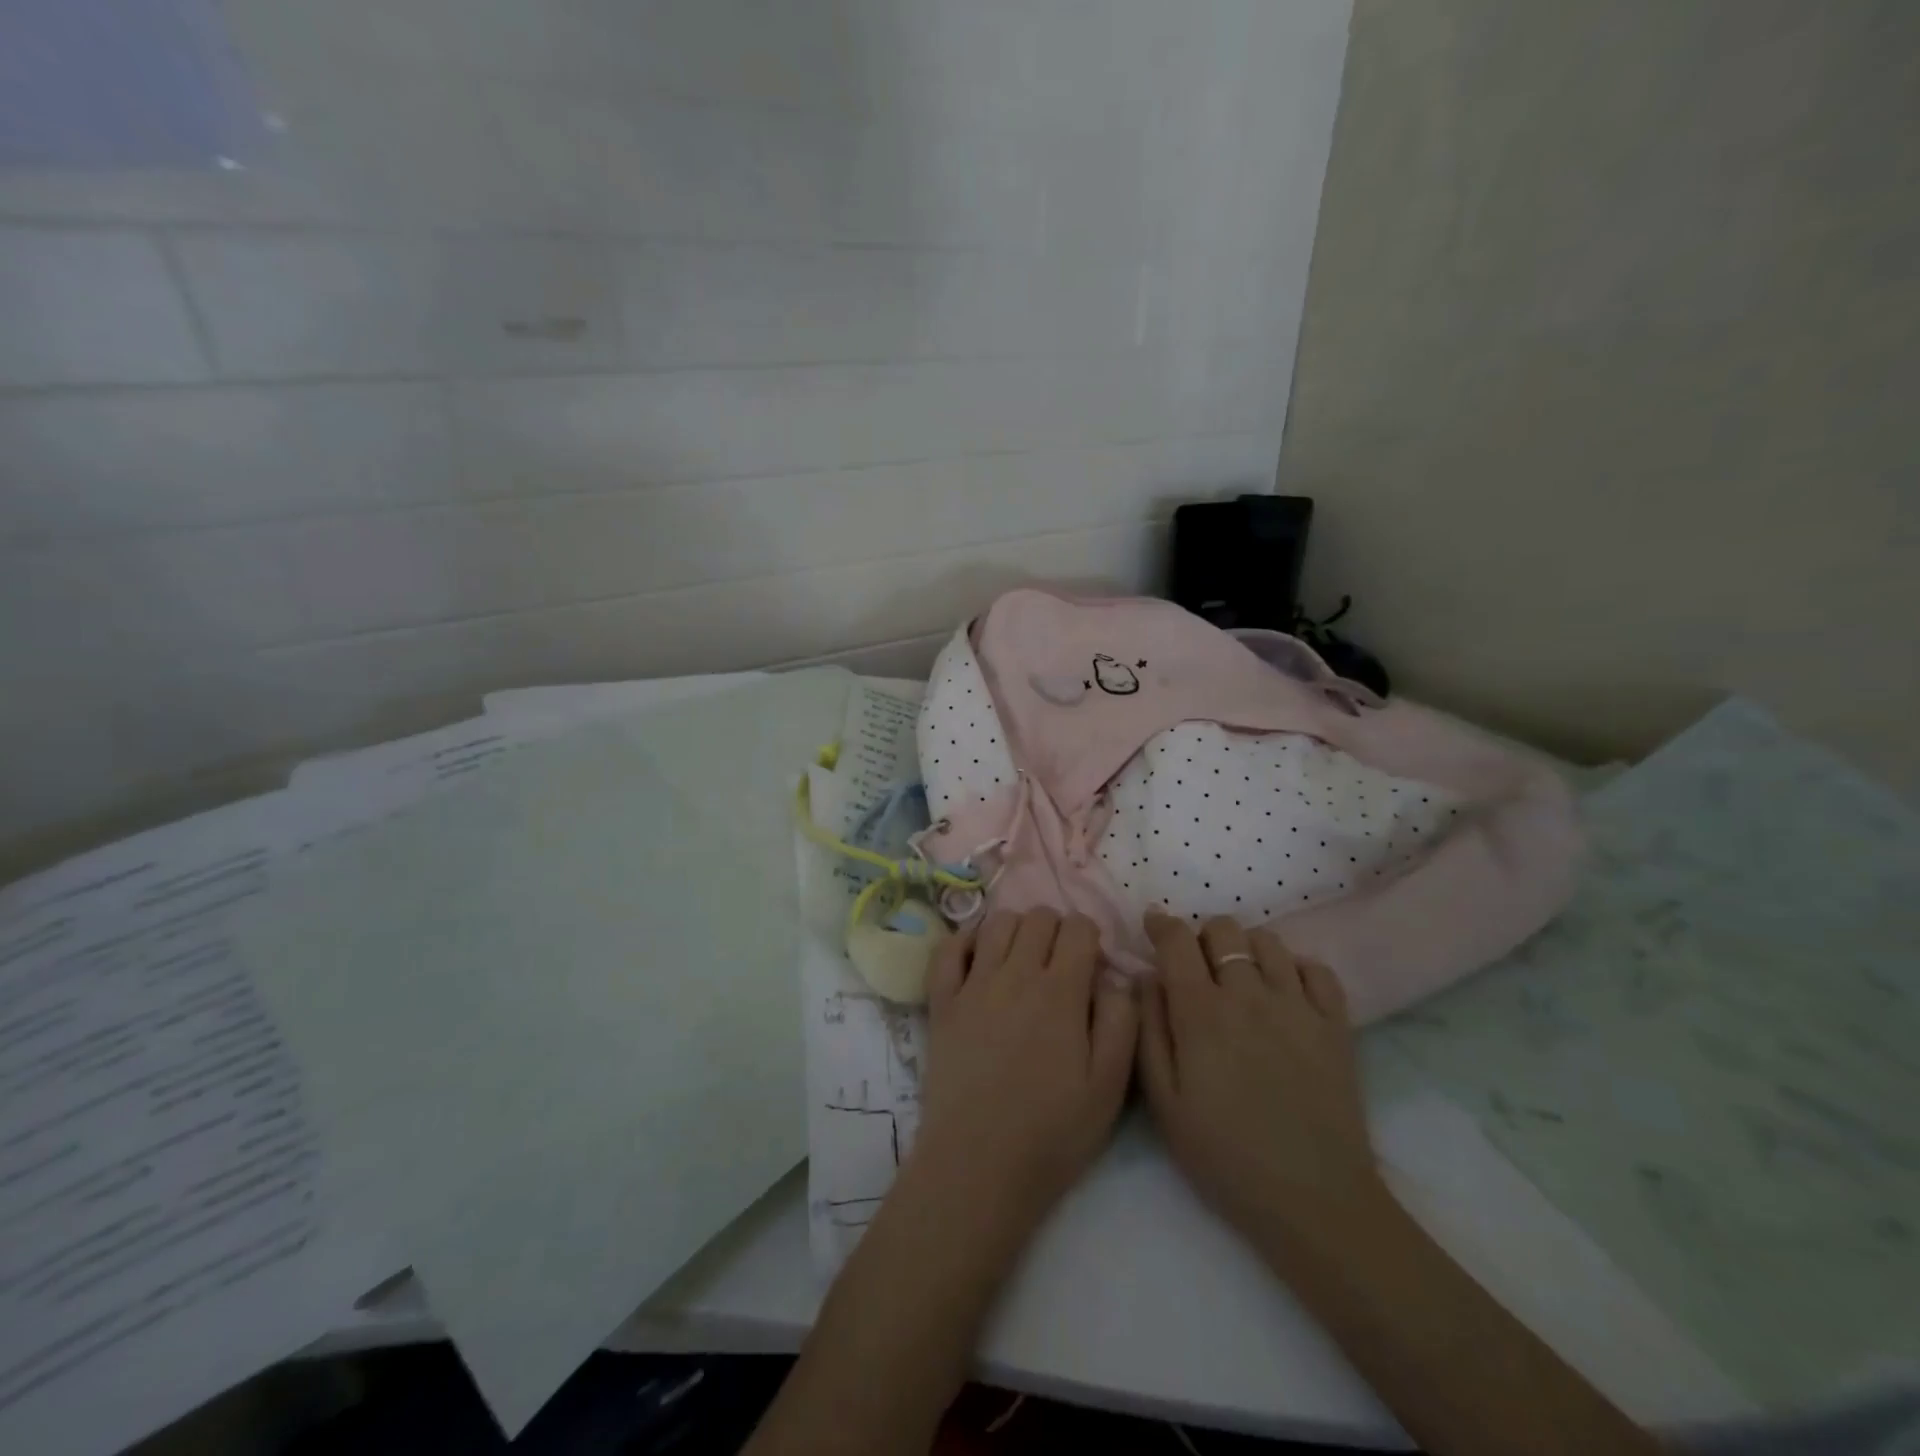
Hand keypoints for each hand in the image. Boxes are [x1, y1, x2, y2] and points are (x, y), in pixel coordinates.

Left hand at [912, 909, 1137, 1231]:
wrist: (978, 1165)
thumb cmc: (1052, 1132)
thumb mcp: (1110, 1086)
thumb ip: (1122, 1021)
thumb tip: (1116, 977)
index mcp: (1060, 992)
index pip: (1078, 927)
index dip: (1091, 937)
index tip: (1092, 965)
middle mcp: (1015, 974)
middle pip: (1038, 917)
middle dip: (1057, 930)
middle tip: (1061, 965)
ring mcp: (973, 985)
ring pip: (997, 923)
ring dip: (1017, 930)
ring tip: (1024, 960)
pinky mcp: (942, 1002)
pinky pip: (948, 949)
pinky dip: (966, 940)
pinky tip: (979, 958)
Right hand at [1137, 912, 1385, 1253]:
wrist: (1314, 1201)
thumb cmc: (1225, 1155)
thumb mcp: (1164, 1102)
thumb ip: (1148, 1030)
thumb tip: (1145, 977)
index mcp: (1201, 1012)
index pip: (1177, 940)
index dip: (1161, 923)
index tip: (1153, 924)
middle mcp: (1248, 994)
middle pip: (1223, 929)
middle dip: (1202, 936)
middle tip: (1196, 965)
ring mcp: (1297, 1005)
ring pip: (1268, 941)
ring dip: (1246, 948)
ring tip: (1241, 977)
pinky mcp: (1336, 1024)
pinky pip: (1318, 968)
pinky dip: (1297, 968)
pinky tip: (1286, 992)